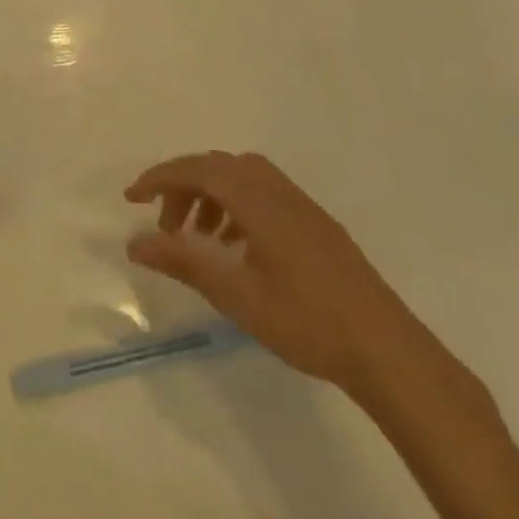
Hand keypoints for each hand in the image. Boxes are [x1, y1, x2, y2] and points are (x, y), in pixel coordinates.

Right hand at [124, 151, 423, 397]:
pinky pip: (264, 196)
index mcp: (258, 201)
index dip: (160, 178)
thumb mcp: (235, 294)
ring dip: (211, 197)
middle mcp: (279, 192)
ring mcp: (303, 207)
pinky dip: (237, 208)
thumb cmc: (306, 320)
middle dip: (184, 187)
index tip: (131, 198)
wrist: (388, 352)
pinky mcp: (317, 226)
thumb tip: (135, 244)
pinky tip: (236, 249)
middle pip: (219, 167)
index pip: (198, 169)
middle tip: (166, 226)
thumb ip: (183, 262)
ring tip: (199, 238)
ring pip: (243, 179)